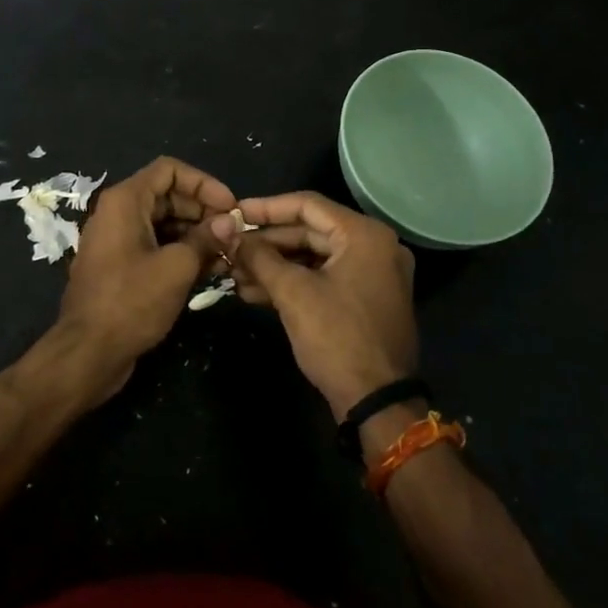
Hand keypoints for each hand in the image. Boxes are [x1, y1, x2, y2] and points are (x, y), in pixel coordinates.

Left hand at [55, 156, 235, 401]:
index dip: (204, 183)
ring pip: (164, 223)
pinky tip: (211, 270)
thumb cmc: (131, 302)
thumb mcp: (176, 267)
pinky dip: (181, 252)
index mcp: (125, 201)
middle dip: (203, 211)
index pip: (169, 170)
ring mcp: (118, 241)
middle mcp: (118, 213)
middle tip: (234, 234)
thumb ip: (205, 239)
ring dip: (197, 234)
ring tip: (228, 254)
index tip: (230, 207)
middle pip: (168, 196)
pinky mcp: (121, 266)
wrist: (88, 353)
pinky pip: (155, 246)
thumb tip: (229, 224)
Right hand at [212, 192, 417, 420]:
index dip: (266, 208)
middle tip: (230, 247)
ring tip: (234, 272)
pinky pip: (323, 278)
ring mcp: (372, 274)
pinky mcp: (364, 299)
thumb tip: (232, 236)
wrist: (378, 403)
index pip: (308, 205)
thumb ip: (261, 258)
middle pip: (310, 231)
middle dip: (267, 242)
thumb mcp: (293, 293)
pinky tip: (254, 292)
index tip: (234, 213)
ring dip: (274, 265)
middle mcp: (374, 246)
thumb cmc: (337, 338)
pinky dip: (292, 282)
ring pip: (313, 257)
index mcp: (364, 235)